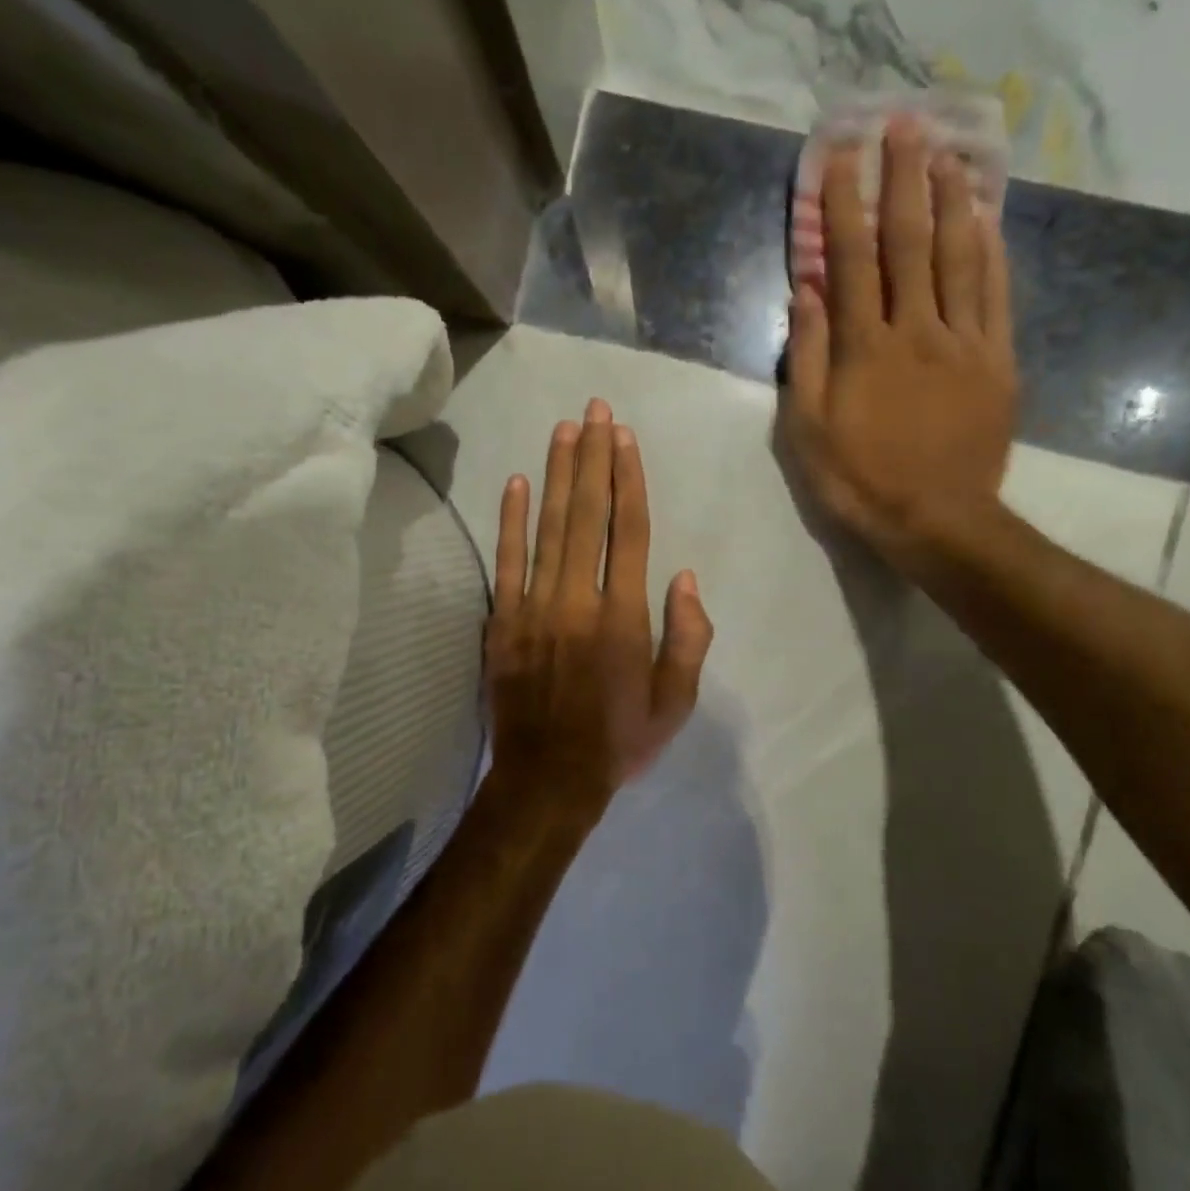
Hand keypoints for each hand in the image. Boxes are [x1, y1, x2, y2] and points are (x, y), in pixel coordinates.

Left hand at [487, 399, 713, 804]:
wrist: (547, 779)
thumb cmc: (618, 740)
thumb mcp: (675, 703)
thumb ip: (688, 638)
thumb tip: (685, 577)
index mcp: (625, 618)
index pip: (630, 531)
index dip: (628, 480)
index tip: (624, 438)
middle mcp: (579, 600)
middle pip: (588, 515)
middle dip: (592, 458)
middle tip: (594, 410)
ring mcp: (534, 608)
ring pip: (547, 528)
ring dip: (555, 475)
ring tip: (564, 430)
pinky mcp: (501, 621)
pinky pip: (506, 562)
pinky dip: (510, 520)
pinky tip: (515, 483)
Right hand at [781, 115, 1017, 571]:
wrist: (935, 520)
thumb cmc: (858, 479)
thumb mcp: (806, 428)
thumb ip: (806, 357)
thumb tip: (808, 291)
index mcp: (863, 346)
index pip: (851, 258)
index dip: (844, 203)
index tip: (842, 154)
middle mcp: (916, 329)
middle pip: (910, 241)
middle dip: (904, 178)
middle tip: (905, 122)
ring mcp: (964, 342)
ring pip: (960, 256)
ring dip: (952, 199)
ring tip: (949, 152)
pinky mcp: (997, 361)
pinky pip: (996, 295)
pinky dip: (992, 251)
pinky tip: (988, 218)